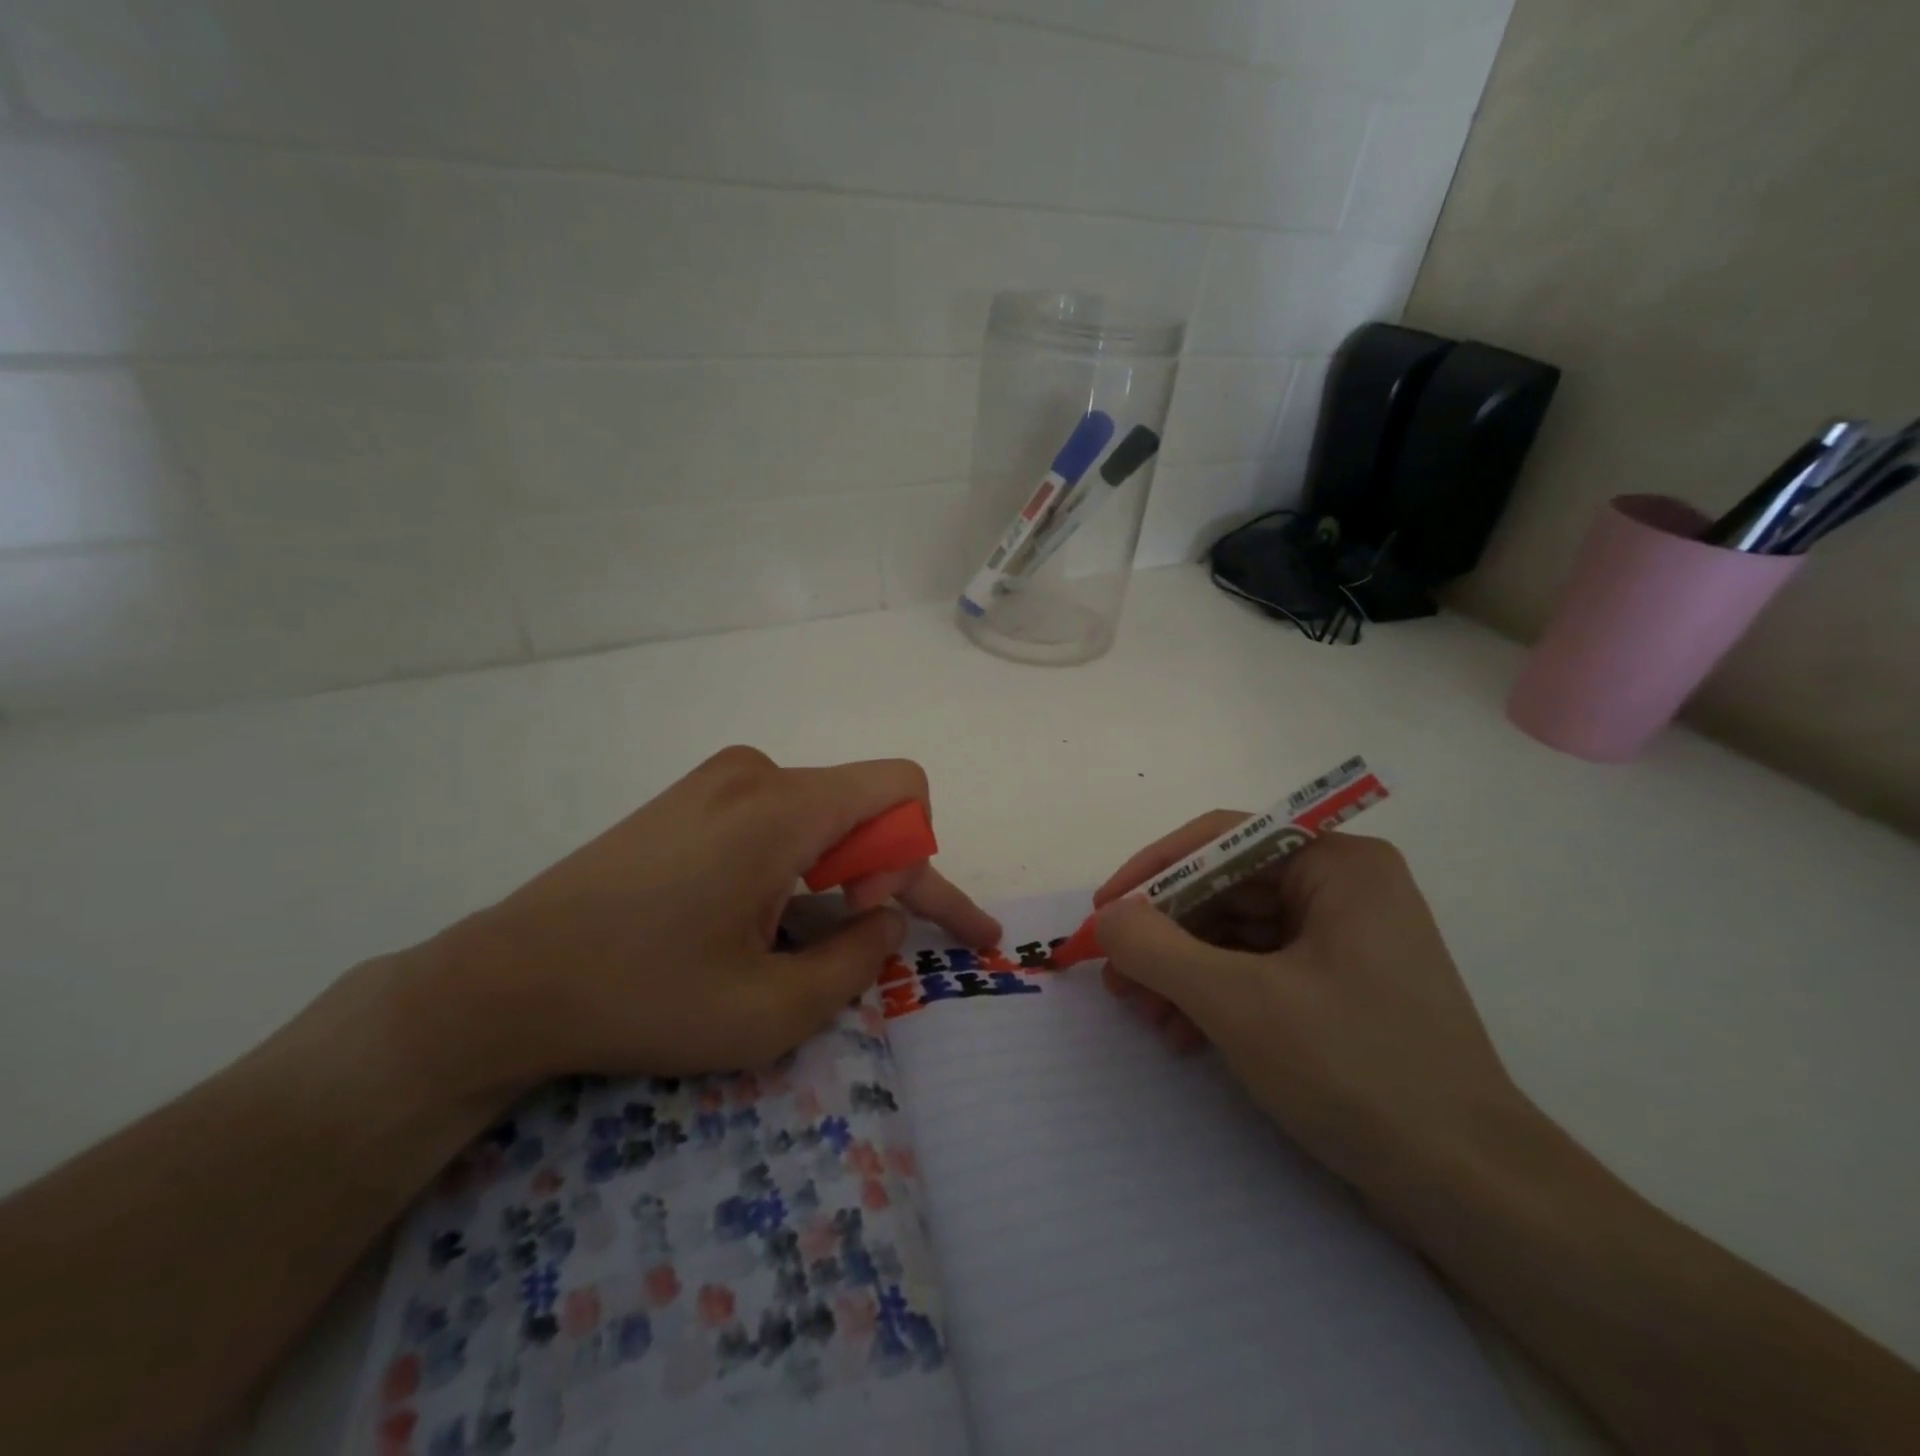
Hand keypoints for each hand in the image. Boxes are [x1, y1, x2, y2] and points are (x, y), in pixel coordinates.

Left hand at [414, 747, 1000, 1090]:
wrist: (506, 982)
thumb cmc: (643, 998)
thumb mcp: (771, 1011)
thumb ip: (859, 960)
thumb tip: (887, 919)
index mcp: (781, 808)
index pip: (903, 788)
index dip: (914, 855)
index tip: (869, 914)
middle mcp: (757, 772)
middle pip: (864, 805)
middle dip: (886, 872)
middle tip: (874, 939)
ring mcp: (718, 779)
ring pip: (823, 813)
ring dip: (840, 872)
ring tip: (802, 937)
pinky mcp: (692, 796)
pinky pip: (778, 815)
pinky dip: (799, 862)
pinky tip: (762, 914)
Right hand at [1092, 818, 1525, 1197]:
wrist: (1471, 1190)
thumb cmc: (1355, 1071)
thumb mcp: (1238, 1002)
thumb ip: (1156, 948)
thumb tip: (1107, 917)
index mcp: (1338, 865)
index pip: (1222, 839)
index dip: (1153, 870)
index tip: (1103, 910)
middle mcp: (1345, 888)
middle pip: (1226, 889)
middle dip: (1165, 934)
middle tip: (1115, 975)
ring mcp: (1345, 939)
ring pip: (1236, 933)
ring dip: (1182, 971)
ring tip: (1143, 1015)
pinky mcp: (1341, 987)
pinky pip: (1259, 970)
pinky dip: (1215, 996)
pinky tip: (1183, 1034)